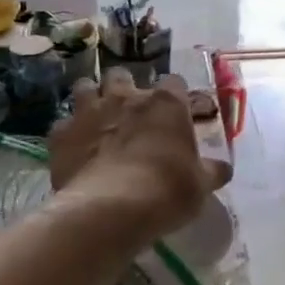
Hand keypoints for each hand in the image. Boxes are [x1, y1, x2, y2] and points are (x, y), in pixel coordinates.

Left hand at [48, 71, 229, 241]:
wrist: (111, 209)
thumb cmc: (167, 190)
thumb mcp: (201, 185)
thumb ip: (211, 171)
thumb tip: (223, 169)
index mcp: (166, 103)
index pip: (174, 82)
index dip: (174, 96)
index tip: (175, 114)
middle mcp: (126, 97)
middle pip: (123, 75)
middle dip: (125, 89)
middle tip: (130, 112)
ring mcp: (90, 111)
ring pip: (86, 87)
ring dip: (92, 99)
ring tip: (97, 120)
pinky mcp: (61, 133)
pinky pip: (62, 124)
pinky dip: (69, 133)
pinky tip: (75, 149)